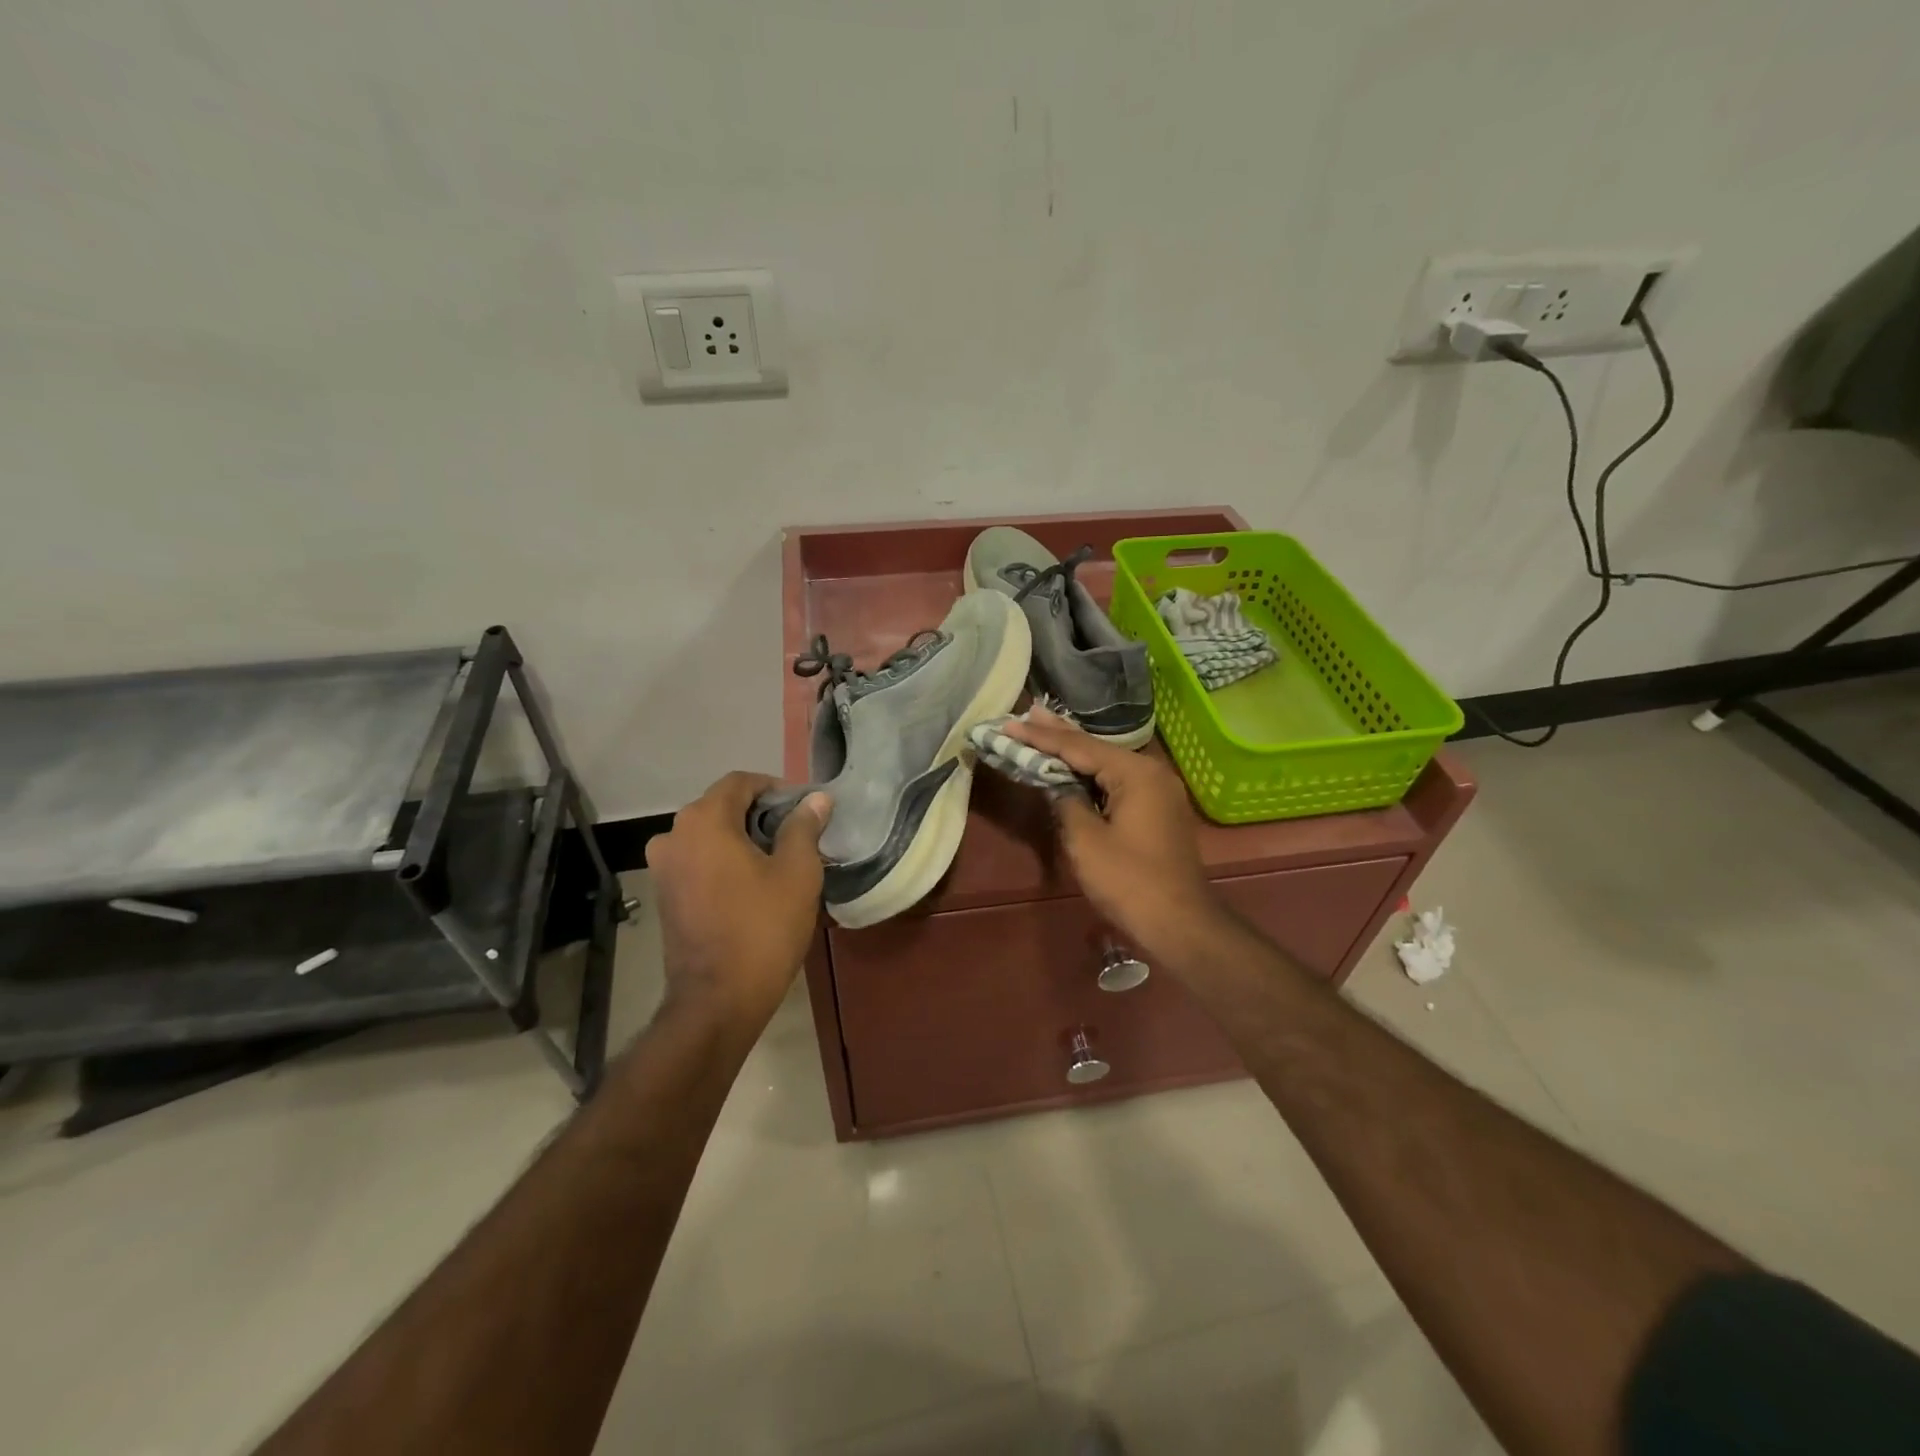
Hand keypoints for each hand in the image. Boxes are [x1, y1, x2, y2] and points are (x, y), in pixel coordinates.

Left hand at [645, 772, 831, 1034]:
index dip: (775, 788)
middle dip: (759, 814)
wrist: (718, 1000)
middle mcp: (673, 835)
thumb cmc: (763, 928)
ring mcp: (663, 867)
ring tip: (777, 860)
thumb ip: (804, 827)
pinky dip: (723, 860)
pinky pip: (698, 860)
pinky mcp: (663, 895)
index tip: (803, 810)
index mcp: (703, 821)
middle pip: (721, 806)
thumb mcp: (797, 872)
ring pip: (709, 835)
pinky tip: (751, 884)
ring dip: (741, 838)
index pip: (740, 782)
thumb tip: (816, 799)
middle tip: (797, 836)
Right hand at [1002, 714, 1220, 961]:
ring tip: (1042, 729)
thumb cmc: (1128, 881)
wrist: (1179, 923)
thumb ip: (1066, 801)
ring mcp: (1159, 791)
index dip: (1041, 737)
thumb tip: (1056, 784)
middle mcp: (1152, 772)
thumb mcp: (1085, 840)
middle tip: (1027, 712)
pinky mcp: (1158, 809)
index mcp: (1136, 773)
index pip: (1079, 747)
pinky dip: (1092, 774)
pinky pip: (1118, 781)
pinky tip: (1073, 766)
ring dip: (1075, 752)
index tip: (1009, 724)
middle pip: (1096, 748)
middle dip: (1059, 733)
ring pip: (1107, 764)